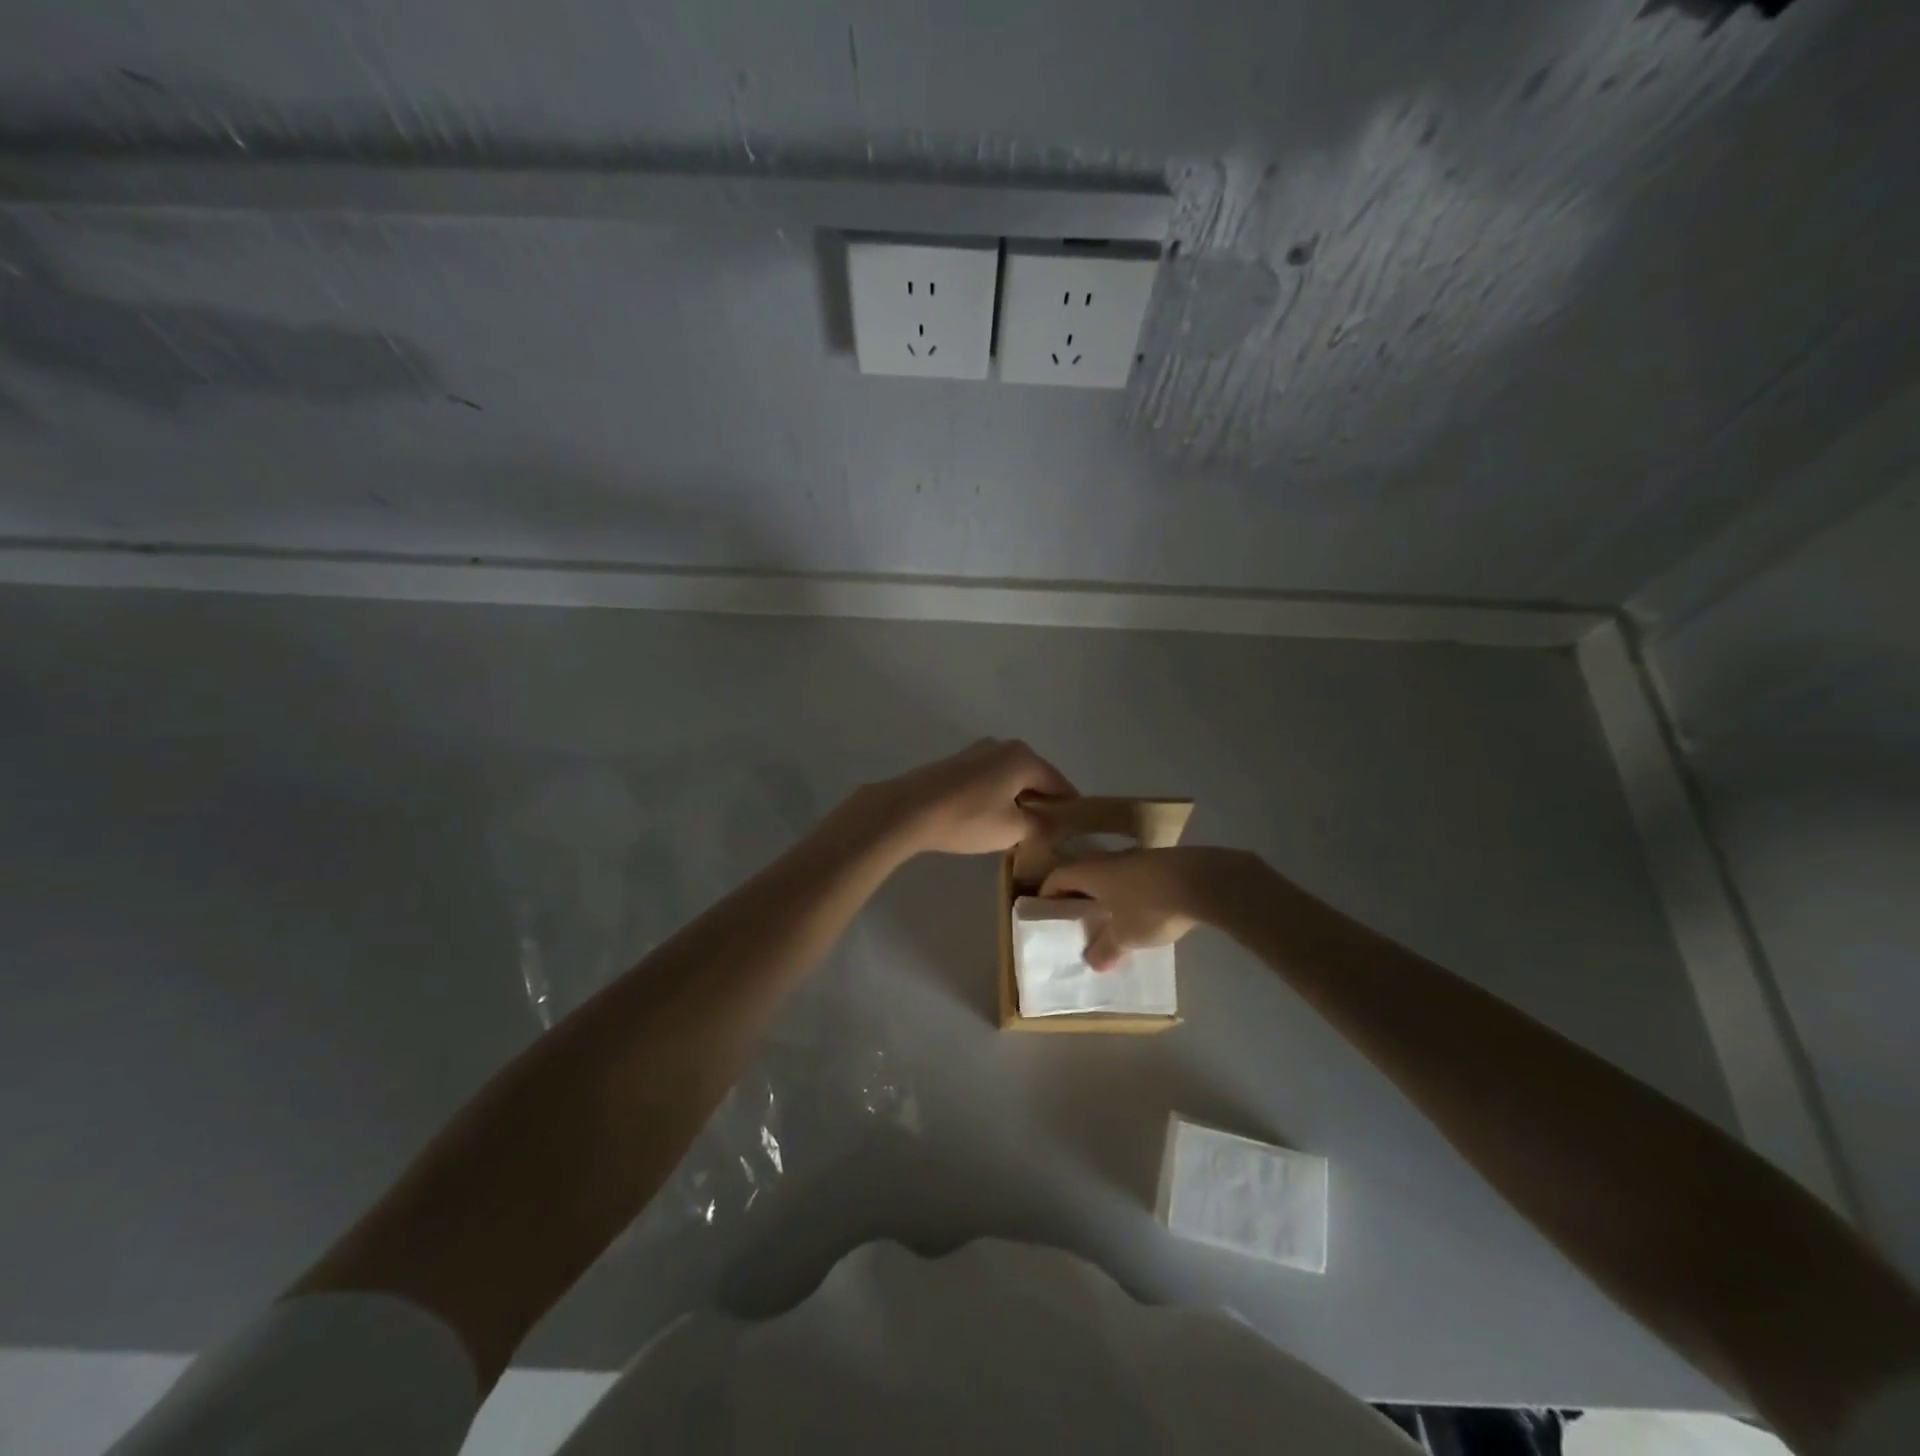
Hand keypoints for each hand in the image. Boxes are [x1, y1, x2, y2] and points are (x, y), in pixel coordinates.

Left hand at [850, 739, 1076, 857]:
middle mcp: (1004, 746)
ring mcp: (978, 751)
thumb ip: (1042, 826)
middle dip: (1042, 805)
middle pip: (1035, 778)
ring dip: (1018, 801)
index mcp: (1024, 757)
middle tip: (1046, 836)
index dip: (1069, 810)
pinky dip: (997, 797)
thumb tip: (1058, 826)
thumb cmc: (967, 818)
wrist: (908, 810)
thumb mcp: (1012, 829)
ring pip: (1011, 779)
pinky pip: (990, 780)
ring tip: (1017, 831)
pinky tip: (990, 819)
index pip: (1060, 785)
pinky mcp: (957, 763)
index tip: (1074, 834)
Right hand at [1041, 846, 1259, 970]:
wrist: (1204, 881)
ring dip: (1107, 893)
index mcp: (1092, 872)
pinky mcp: (1164, 863)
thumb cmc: (1151, 907)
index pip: (1058, 877)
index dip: (1048, 893)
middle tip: (1076, 917)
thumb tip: (1092, 962)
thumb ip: (1106, 948)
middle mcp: (1110, 859)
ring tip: (1110, 917)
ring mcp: (1139, 857)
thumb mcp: (1125, 936)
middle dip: (1078, 894)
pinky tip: (1143, 911)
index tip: (1045, 910)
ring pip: (1112, 875)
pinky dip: (1131, 893)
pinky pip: (1136, 877)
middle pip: (1084, 874)